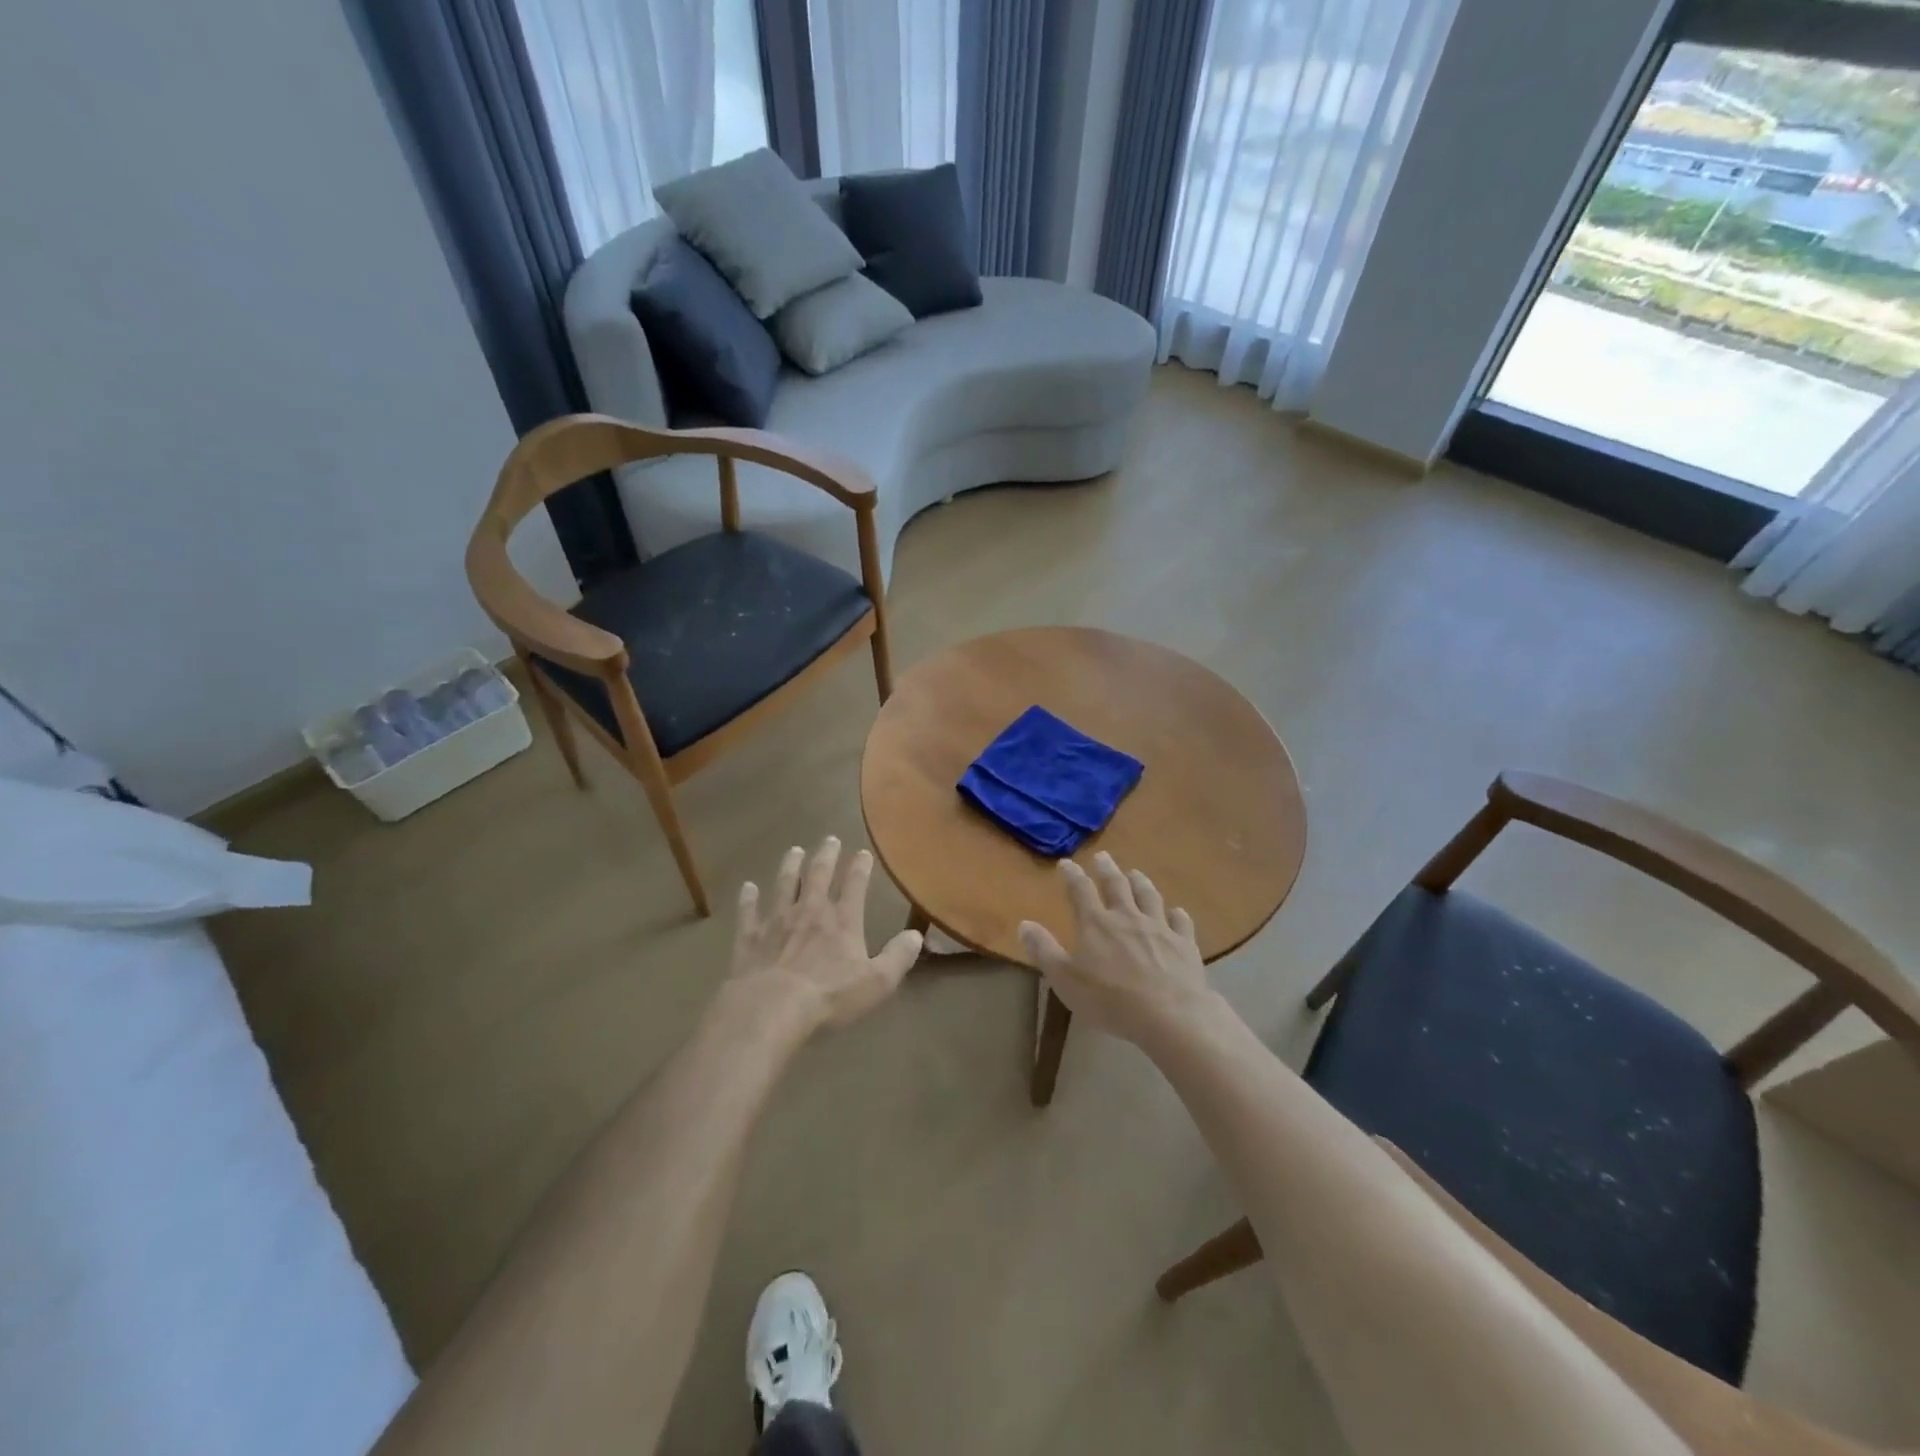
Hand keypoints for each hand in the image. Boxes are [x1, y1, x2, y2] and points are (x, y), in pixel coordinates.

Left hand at [728, 837, 923, 1030]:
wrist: (770, 1007)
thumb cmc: (829, 997)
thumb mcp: (876, 982)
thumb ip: (898, 957)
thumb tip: (916, 935)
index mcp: (843, 920)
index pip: (855, 884)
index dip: (860, 867)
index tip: (863, 853)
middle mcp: (810, 910)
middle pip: (819, 875)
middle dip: (826, 855)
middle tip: (830, 839)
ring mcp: (777, 920)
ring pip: (784, 884)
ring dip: (791, 866)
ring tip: (794, 851)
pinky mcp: (750, 936)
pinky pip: (749, 911)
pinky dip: (748, 898)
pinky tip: (747, 887)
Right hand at [1019, 853, 1211, 1044]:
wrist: (1170, 1015)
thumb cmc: (1110, 999)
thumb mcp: (1065, 979)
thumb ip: (1044, 950)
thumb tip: (1024, 923)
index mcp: (1096, 923)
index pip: (1080, 890)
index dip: (1072, 875)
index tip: (1066, 863)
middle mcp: (1127, 917)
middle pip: (1116, 885)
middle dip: (1107, 869)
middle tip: (1103, 857)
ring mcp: (1159, 928)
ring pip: (1149, 896)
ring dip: (1141, 882)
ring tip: (1136, 873)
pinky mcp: (1184, 944)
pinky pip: (1180, 922)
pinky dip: (1177, 914)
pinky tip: (1176, 912)